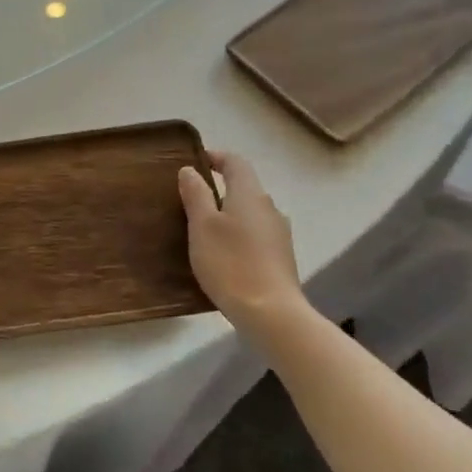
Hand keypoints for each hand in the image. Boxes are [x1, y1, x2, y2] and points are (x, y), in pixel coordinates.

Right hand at [178, 150, 304, 336]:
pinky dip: (238, 234)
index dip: (216, 157)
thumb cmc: (230, 263)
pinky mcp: (281, 257)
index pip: (235, 162)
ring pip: (250, 213)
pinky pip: (256, 234)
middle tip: (191, 199)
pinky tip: (223, 254)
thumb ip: (196, 195)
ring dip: (229, 213)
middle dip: (220, 188)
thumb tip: (190, 170)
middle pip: (244, 187)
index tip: (196, 161)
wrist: (271, 314)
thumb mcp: (202, 226)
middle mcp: (269, 208)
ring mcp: (279, 234)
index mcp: (249, 194)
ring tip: (204, 229)